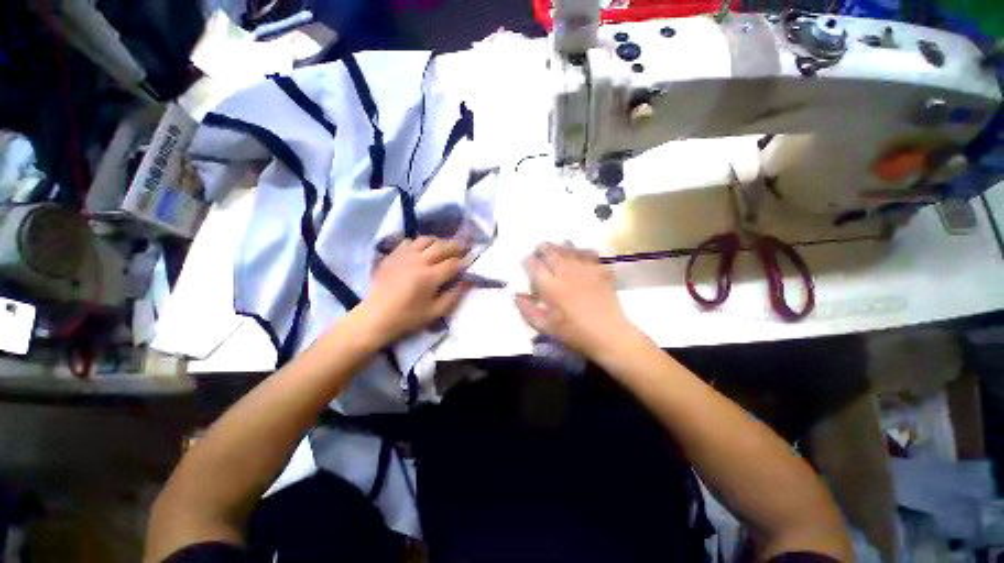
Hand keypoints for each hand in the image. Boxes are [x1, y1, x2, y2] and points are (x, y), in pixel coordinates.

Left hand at [359, 236, 470, 343]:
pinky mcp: (393, 255)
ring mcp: (404, 256)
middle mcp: (418, 261)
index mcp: (430, 277)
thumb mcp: (435, 312)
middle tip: (465, 247)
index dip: (465, 261)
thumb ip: (454, 296)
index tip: (472, 259)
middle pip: (442, 246)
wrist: (376, 316)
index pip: (453, 263)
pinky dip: (420, 242)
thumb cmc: (408, 317)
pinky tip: (422, 250)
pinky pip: (409, 241)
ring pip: (426, 239)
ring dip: (439, 241)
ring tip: (445, 246)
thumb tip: (468, 281)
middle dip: (456, 245)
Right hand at [514, 243, 636, 357]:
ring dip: (559, 247)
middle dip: (542, 249)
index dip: (527, 261)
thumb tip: (515, 295)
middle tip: (539, 250)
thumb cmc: (574, 333)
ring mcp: (585, 269)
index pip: (534, 266)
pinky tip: (579, 254)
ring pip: (569, 249)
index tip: (526, 261)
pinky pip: (589, 253)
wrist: (610, 335)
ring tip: (557, 248)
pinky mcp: (600, 271)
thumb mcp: (545, 327)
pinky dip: (581, 251)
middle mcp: (566, 272)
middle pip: (550, 251)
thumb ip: (528, 310)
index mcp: (551, 287)